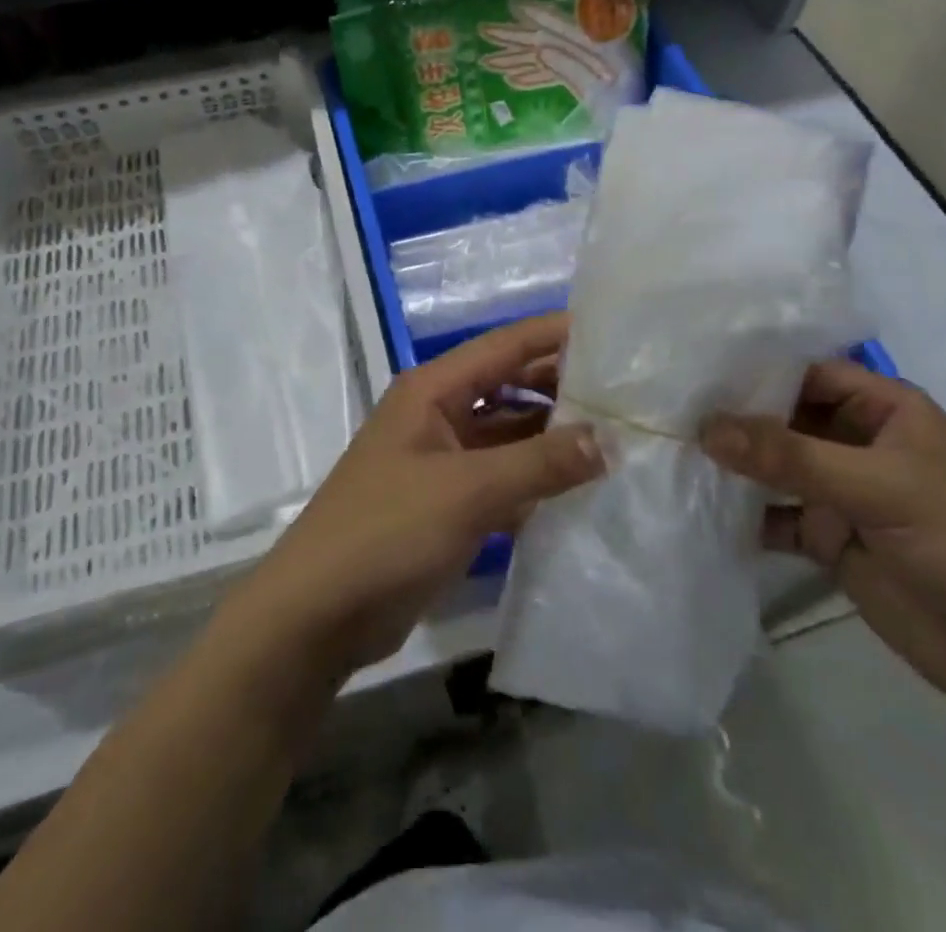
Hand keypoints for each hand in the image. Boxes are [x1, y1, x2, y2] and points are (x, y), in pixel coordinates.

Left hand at [236, 313, 602, 677]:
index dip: (555, 334)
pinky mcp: (447, 503)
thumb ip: (540, 463)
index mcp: (432, 391)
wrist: (318, 614)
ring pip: (508, 434)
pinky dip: (536, 479)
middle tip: (626, 390)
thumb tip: (608, 440)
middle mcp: (438, 414)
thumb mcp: (468, 491)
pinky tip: (582, 488)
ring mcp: (442, 460)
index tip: (612, 332)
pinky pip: (502, 477)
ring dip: (553, 436)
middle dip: (561, 386)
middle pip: (508, 386)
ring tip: (619, 437)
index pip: (504, 347)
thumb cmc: (387, 531)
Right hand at [701, 360, 945, 718]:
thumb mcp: (880, 488)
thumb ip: (792, 457)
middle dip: (731, 417)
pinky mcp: (827, 537)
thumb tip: (706, 427)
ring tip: (667, 452)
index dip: (752, 369)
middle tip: (663, 408)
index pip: (804, 371)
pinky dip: (742, 514)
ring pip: (773, 466)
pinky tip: (697, 509)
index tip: (688, 368)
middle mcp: (853, 440)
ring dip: (731, 465)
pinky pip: (774, 515)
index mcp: (880, 409)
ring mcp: (839, 490)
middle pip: (781, 417)